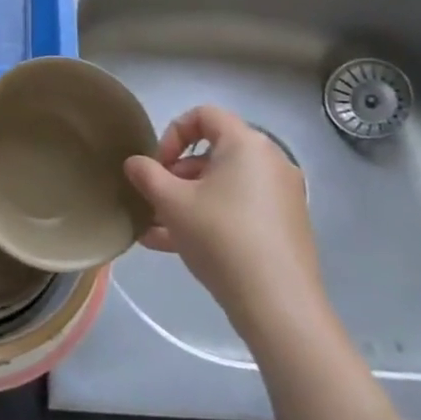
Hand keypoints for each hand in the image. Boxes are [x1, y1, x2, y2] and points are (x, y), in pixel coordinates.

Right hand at [124, 106, 324, 334]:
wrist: (278, 304)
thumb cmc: (221, 237)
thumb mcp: (172, 203)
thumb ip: (147, 175)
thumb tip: (134, 163)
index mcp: (246, 144)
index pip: (204, 115)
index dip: (172, 133)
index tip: (157, 165)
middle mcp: (270, 162)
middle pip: (214, 153)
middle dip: (177, 175)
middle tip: (155, 200)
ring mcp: (282, 196)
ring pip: (224, 187)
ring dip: (188, 201)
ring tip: (156, 229)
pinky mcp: (286, 227)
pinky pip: (240, 209)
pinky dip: (211, 218)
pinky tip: (176, 247)